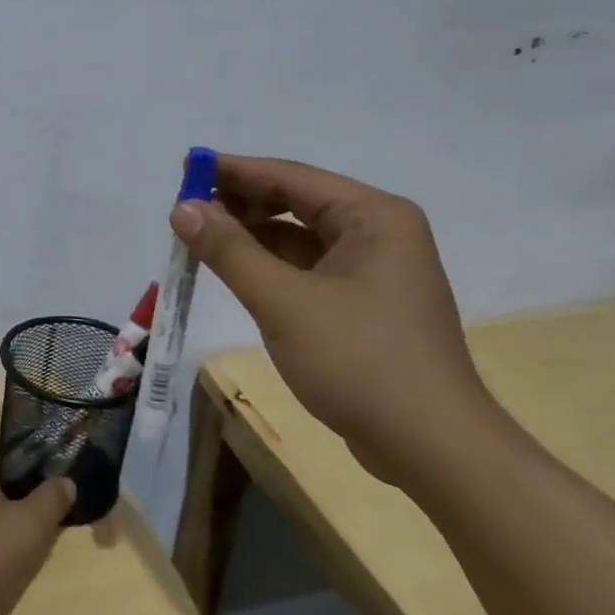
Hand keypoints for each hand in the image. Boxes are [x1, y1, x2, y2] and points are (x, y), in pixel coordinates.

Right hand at [171, 156, 498, 487]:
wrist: (432, 448)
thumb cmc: (360, 362)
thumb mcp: (283, 302)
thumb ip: (229, 250)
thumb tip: (182, 208)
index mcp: (373, 216)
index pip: (290, 176)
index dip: (233, 170)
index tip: (185, 166)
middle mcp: (378, 232)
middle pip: (296, 202)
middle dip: (241, 204)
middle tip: (186, 211)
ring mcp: (374, 271)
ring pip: (300, 238)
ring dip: (251, 237)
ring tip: (200, 241)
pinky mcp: (364, 305)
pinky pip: (307, 269)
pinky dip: (270, 267)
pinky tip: (236, 273)